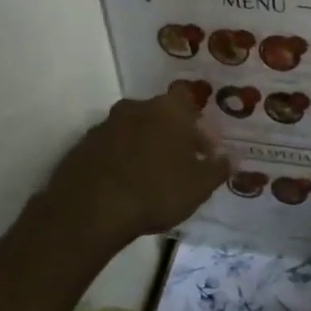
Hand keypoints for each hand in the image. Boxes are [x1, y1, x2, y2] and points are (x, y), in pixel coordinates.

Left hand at [30, 84, 229, 255]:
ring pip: (133, 130)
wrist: (90, 211)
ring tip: (152, 177)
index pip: (187, 99)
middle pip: (159, 114)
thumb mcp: (199, 186)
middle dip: (171, 134)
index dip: (197, 122)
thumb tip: (229, 158)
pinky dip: (120, 160)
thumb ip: (218, 169)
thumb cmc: (156, 191)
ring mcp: (104, 126)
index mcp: (168, 110)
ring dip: (144, 147)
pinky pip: (110, 148)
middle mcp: (135, 108)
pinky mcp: (81, 147)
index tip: (203, 147)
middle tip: (181, 163)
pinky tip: (126, 185)